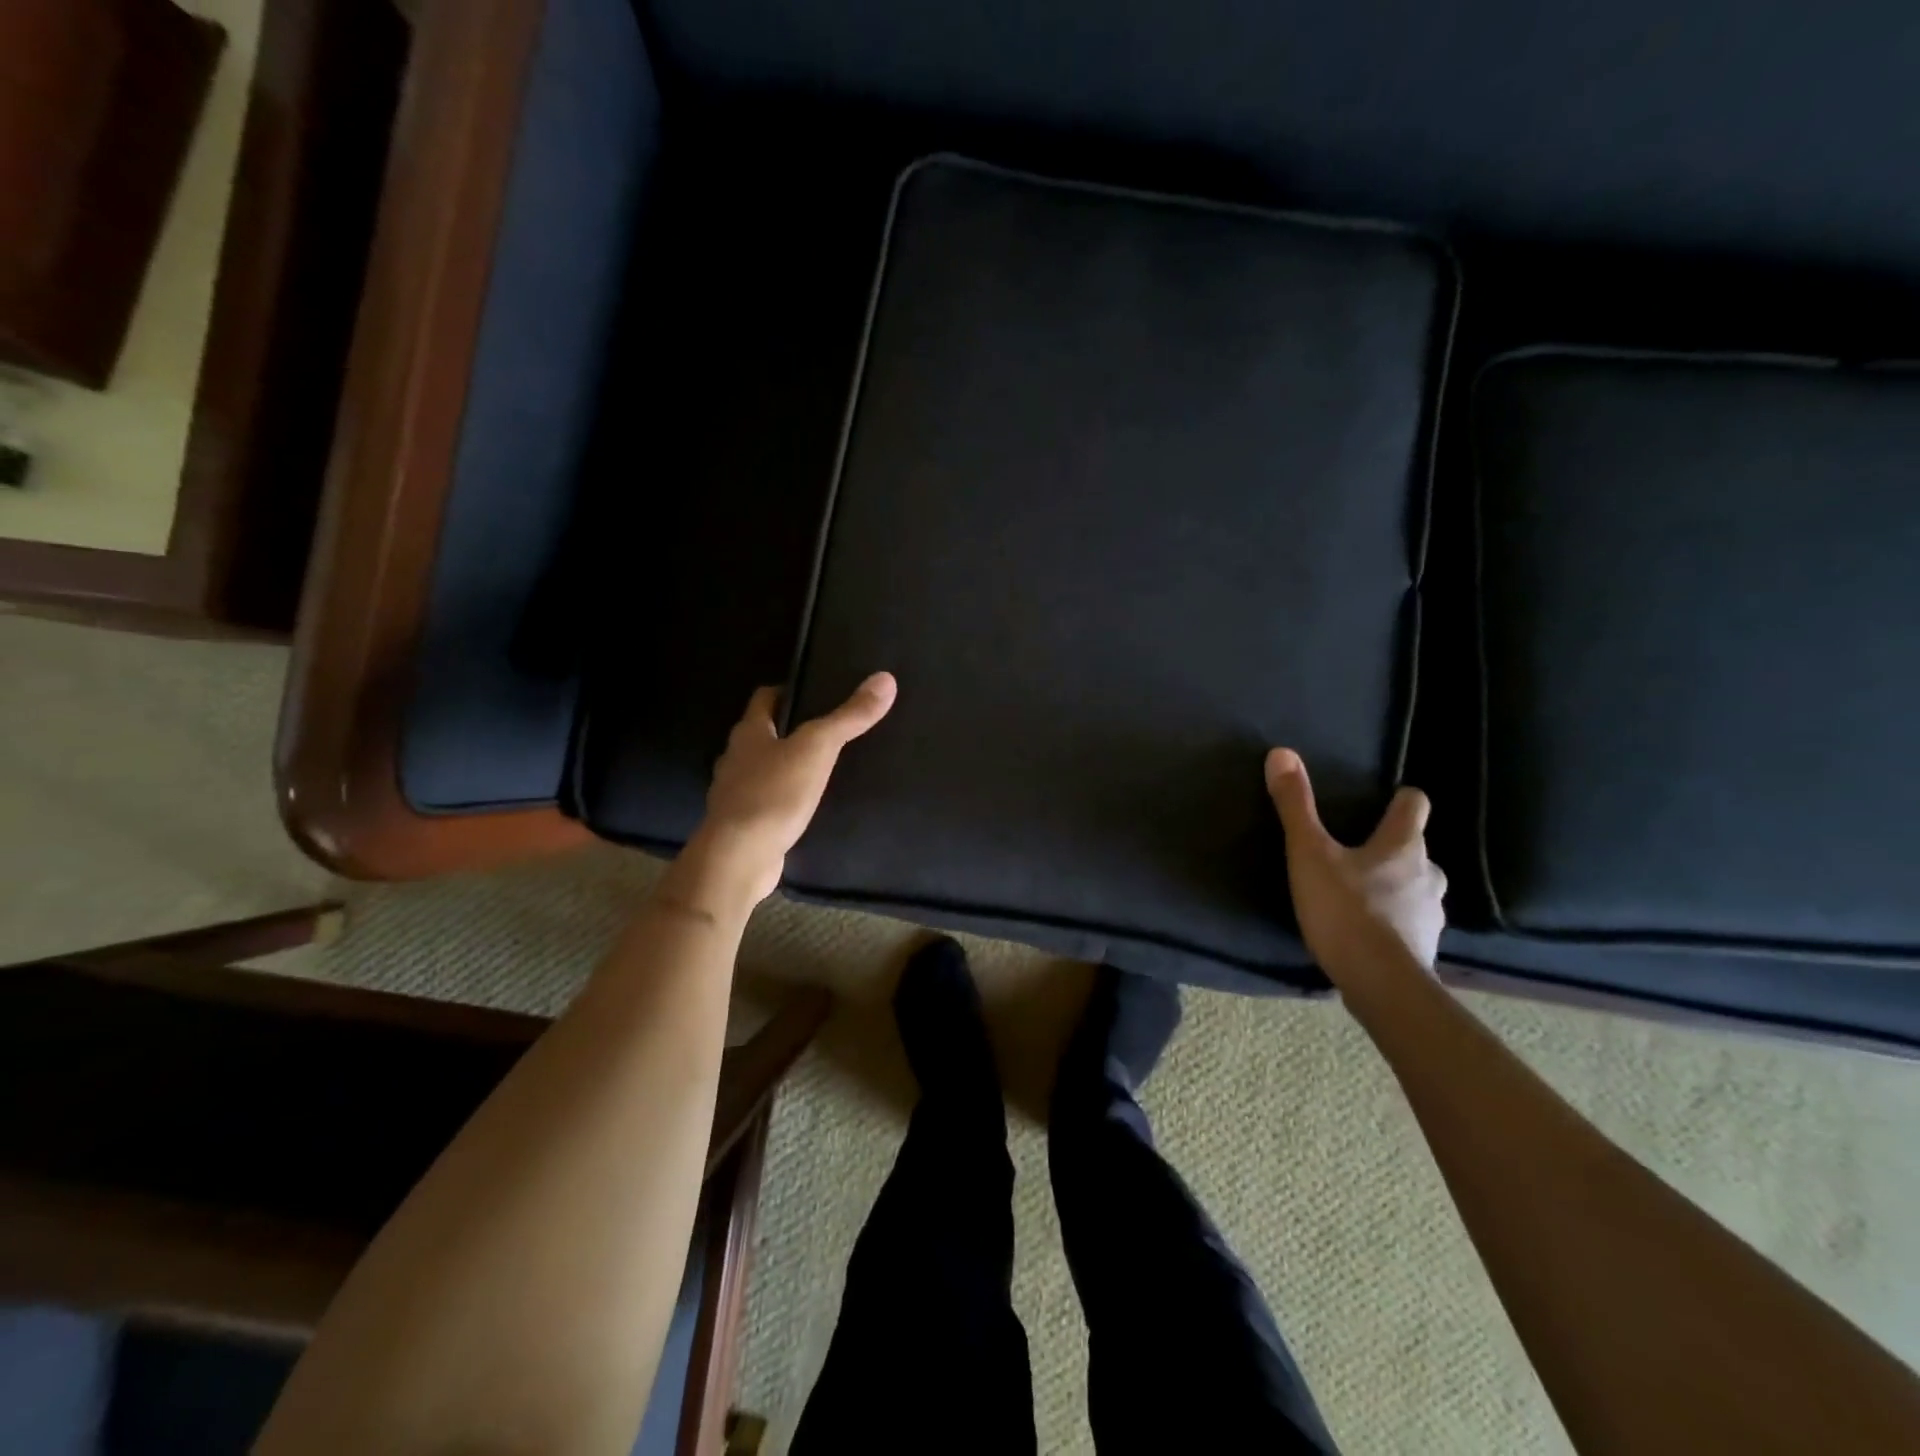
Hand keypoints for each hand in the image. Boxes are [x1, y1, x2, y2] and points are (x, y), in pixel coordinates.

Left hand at [677, 673, 897, 912]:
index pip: (764, 697)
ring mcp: (735, 793)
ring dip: (786, 766)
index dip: (788, 691)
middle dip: (790, 730)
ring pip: (763, 769)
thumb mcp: (818, 748)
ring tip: (822, 768)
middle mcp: (735, 758)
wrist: (740, 858)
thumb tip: (885, 679)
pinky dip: (784, 799)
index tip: (816, 693)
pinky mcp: (743, 824)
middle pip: (763, 733)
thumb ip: (849, 717)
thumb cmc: (774, 793)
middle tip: (828, 730)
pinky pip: (766, 802)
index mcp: (748, 732)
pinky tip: (806, 807)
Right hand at [1264, 748, 1446, 985]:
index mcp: (1404, 845)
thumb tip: (1282, 753)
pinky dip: (1394, 922)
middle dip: (1393, 850)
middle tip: (1359, 855)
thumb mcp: (1308, 853)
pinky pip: (1410, 924)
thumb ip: (1295, 806)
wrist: (1380, 984)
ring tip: (1362, 896)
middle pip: (1416, 850)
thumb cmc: (1345, 909)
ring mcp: (1431, 914)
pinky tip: (1370, 933)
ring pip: (1416, 888)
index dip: (1401, 800)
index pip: (1415, 806)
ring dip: (1395, 888)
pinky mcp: (1425, 948)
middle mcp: (1428, 874)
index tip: (1385, 801)